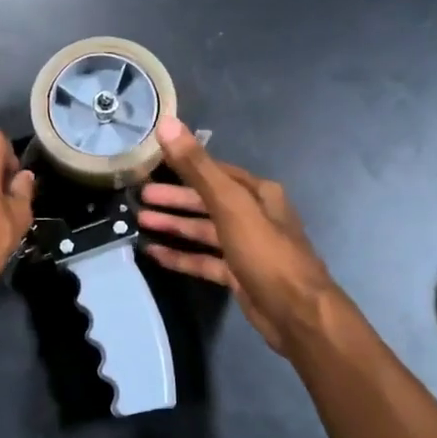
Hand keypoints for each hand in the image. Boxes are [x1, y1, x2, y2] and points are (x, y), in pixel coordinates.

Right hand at [138, 116, 340, 352]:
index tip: (152, 163)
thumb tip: (167, 124)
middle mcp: (254, 215)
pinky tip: (154, 253)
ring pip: (203, 230)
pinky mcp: (238, 275)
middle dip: (174, 198)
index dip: (184, 165)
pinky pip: (204, 260)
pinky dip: (181, 255)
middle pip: (206, 201)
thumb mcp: (230, 205)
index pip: (215, 171)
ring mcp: (246, 247)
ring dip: (174, 225)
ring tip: (140, 221)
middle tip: (140, 195)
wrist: (297, 314)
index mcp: (258, 193)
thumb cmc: (266, 253)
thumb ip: (197, 167)